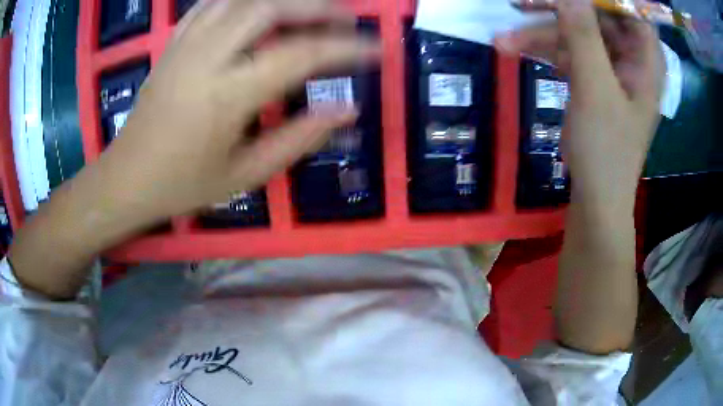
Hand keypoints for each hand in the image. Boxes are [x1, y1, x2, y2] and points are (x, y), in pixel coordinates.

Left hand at [7, 0, 378, 298]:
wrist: (126, 178)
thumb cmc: (182, 185)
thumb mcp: (244, 175)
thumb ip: (298, 139)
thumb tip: (347, 110)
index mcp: (227, 96)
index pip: (301, 55)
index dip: (346, 48)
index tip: (376, 49)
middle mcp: (207, 58)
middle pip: (270, 7)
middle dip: (317, 6)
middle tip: (346, 17)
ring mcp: (186, 45)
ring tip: (309, 8)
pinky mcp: (173, 44)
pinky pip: (211, 4)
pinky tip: (258, 7)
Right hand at [496, 0, 664, 352]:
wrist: (596, 199)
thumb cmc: (606, 151)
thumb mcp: (595, 89)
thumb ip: (584, 36)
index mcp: (645, 61)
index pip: (630, 11)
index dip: (605, 0)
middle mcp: (631, 60)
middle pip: (598, 18)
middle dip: (561, 13)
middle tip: (522, 6)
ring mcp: (612, 70)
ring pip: (578, 35)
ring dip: (543, 36)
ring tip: (505, 42)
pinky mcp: (595, 81)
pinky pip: (571, 53)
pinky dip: (547, 52)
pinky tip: (521, 52)